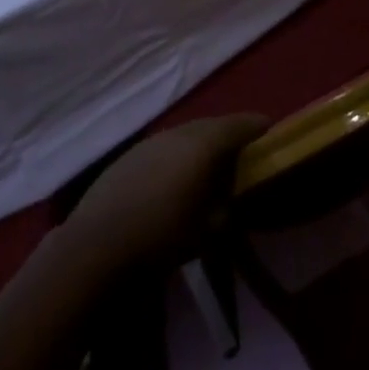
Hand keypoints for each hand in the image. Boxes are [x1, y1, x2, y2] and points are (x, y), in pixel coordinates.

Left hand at [64, 115, 268, 272]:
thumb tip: (233, 201)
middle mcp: (178, 132)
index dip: (258, 128)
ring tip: (211, 168)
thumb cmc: (162, 237)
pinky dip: (178, 155)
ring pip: (187, 134)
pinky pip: (165, 147)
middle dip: (230, 136)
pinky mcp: (129, 155)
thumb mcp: (210, 232)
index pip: (240, 124)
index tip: (272, 135)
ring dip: (202, 145)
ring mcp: (151, 141)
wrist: (96, 245)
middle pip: (213, 125)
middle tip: (244, 155)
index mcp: (203, 144)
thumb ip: (229, 210)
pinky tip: (176, 178)